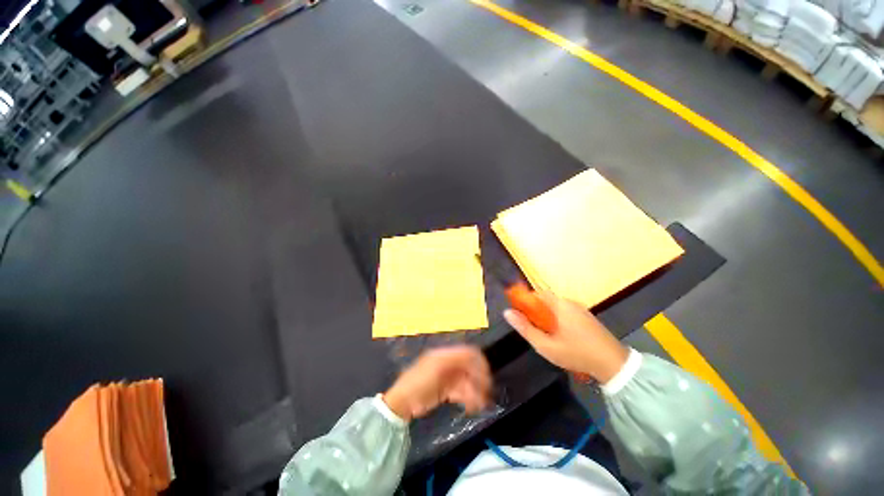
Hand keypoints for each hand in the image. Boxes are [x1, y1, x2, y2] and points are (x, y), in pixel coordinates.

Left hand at [382, 345, 491, 421]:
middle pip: (469, 369)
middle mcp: (448, 364)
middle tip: (486, 394)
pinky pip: (462, 392)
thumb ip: (456, 360)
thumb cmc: (419, 382)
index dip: (479, 363)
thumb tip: (475, 356)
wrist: (402, 403)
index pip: (467, 353)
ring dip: (475, 392)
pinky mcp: (446, 390)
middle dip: (478, 380)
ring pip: (467, 382)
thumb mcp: (437, 368)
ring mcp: (447, 377)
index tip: (487, 377)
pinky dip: (468, 398)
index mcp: (445, 355)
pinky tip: (471, 407)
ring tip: (479, 405)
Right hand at [503, 292, 628, 383]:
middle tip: (533, 328)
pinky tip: (561, 336)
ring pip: (556, 307)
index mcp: (559, 305)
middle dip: (536, 311)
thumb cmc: (576, 354)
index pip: (537, 294)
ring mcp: (581, 309)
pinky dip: (558, 319)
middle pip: (546, 300)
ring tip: (546, 335)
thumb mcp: (546, 346)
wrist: (614, 365)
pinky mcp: (587, 317)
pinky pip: (566, 312)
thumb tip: (507, 312)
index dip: (526, 301)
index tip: (520, 314)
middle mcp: (570, 302)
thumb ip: (525, 328)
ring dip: (547, 316)